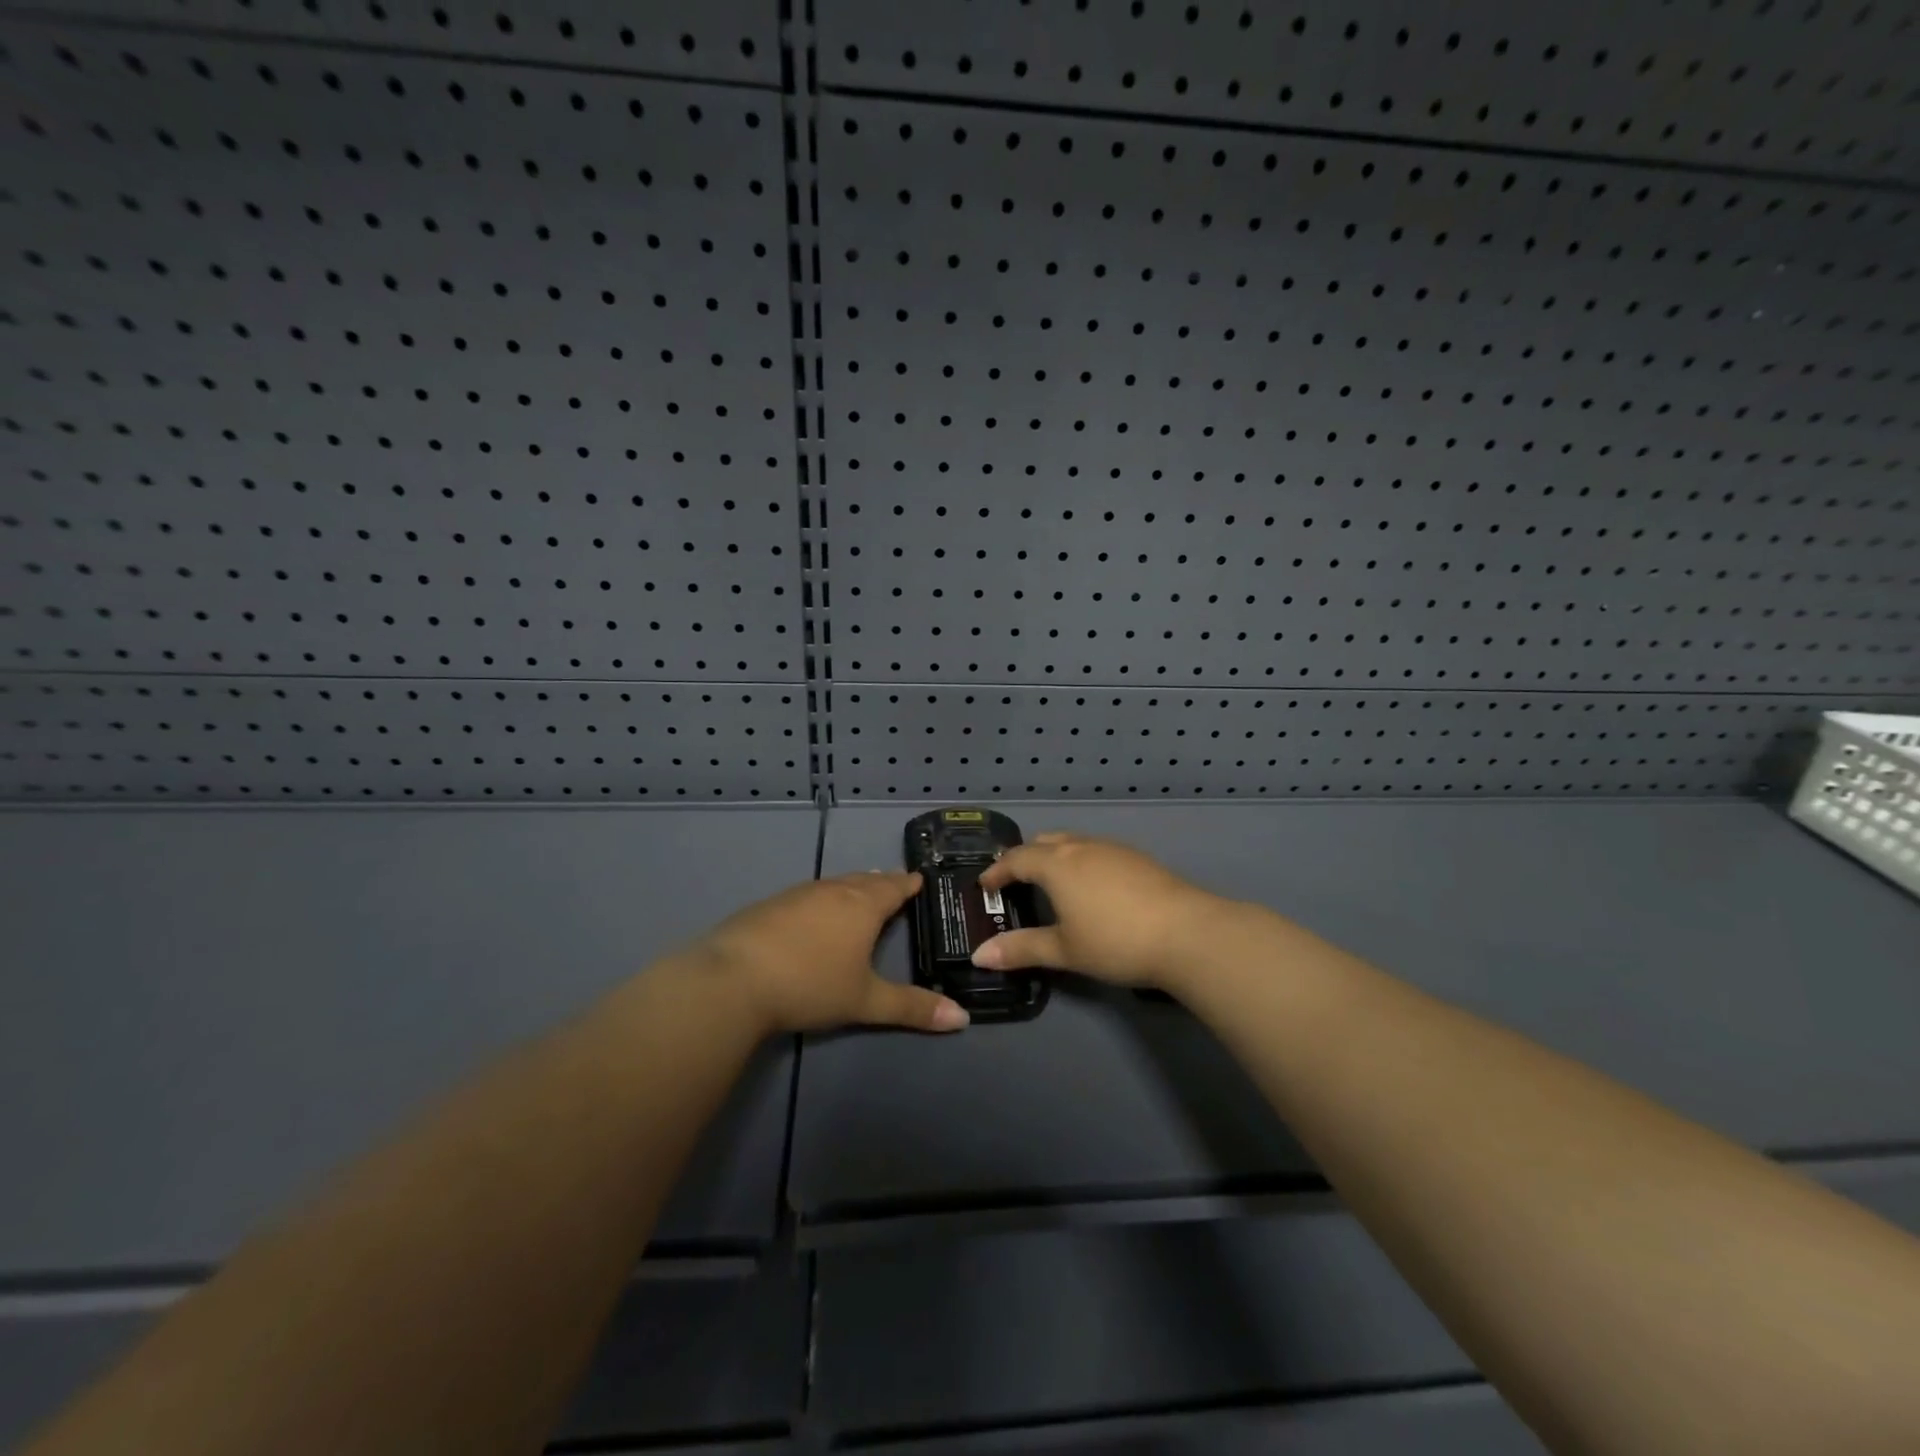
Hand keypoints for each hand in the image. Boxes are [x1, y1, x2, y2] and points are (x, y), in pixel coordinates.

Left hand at [691, 872, 968, 1035]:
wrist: (733, 978)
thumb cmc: (810, 984)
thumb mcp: (866, 1000)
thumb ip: (912, 1008)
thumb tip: (962, 1018)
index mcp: (862, 905)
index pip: (894, 887)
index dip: (908, 884)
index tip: (919, 879)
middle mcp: (833, 891)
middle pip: (864, 880)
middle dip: (881, 882)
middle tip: (894, 883)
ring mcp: (798, 895)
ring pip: (834, 884)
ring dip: (851, 886)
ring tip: (860, 891)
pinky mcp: (769, 905)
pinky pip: (808, 894)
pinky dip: (823, 898)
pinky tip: (814, 911)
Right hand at [974, 833, 1225, 989]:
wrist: (1188, 933)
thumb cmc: (1115, 941)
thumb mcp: (1064, 950)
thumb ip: (1021, 949)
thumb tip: (979, 955)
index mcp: (1057, 864)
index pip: (1016, 858)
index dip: (997, 871)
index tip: (985, 886)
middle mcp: (1081, 846)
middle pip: (1043, 842)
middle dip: (1024, 857)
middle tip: (1015, 880)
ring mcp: (1112, 848)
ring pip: (1072, 842)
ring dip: (1054, 857)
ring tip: (1051, 883)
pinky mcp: (1137, 858)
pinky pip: (1095, 850)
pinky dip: (1080, 861)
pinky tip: (1091, 888)